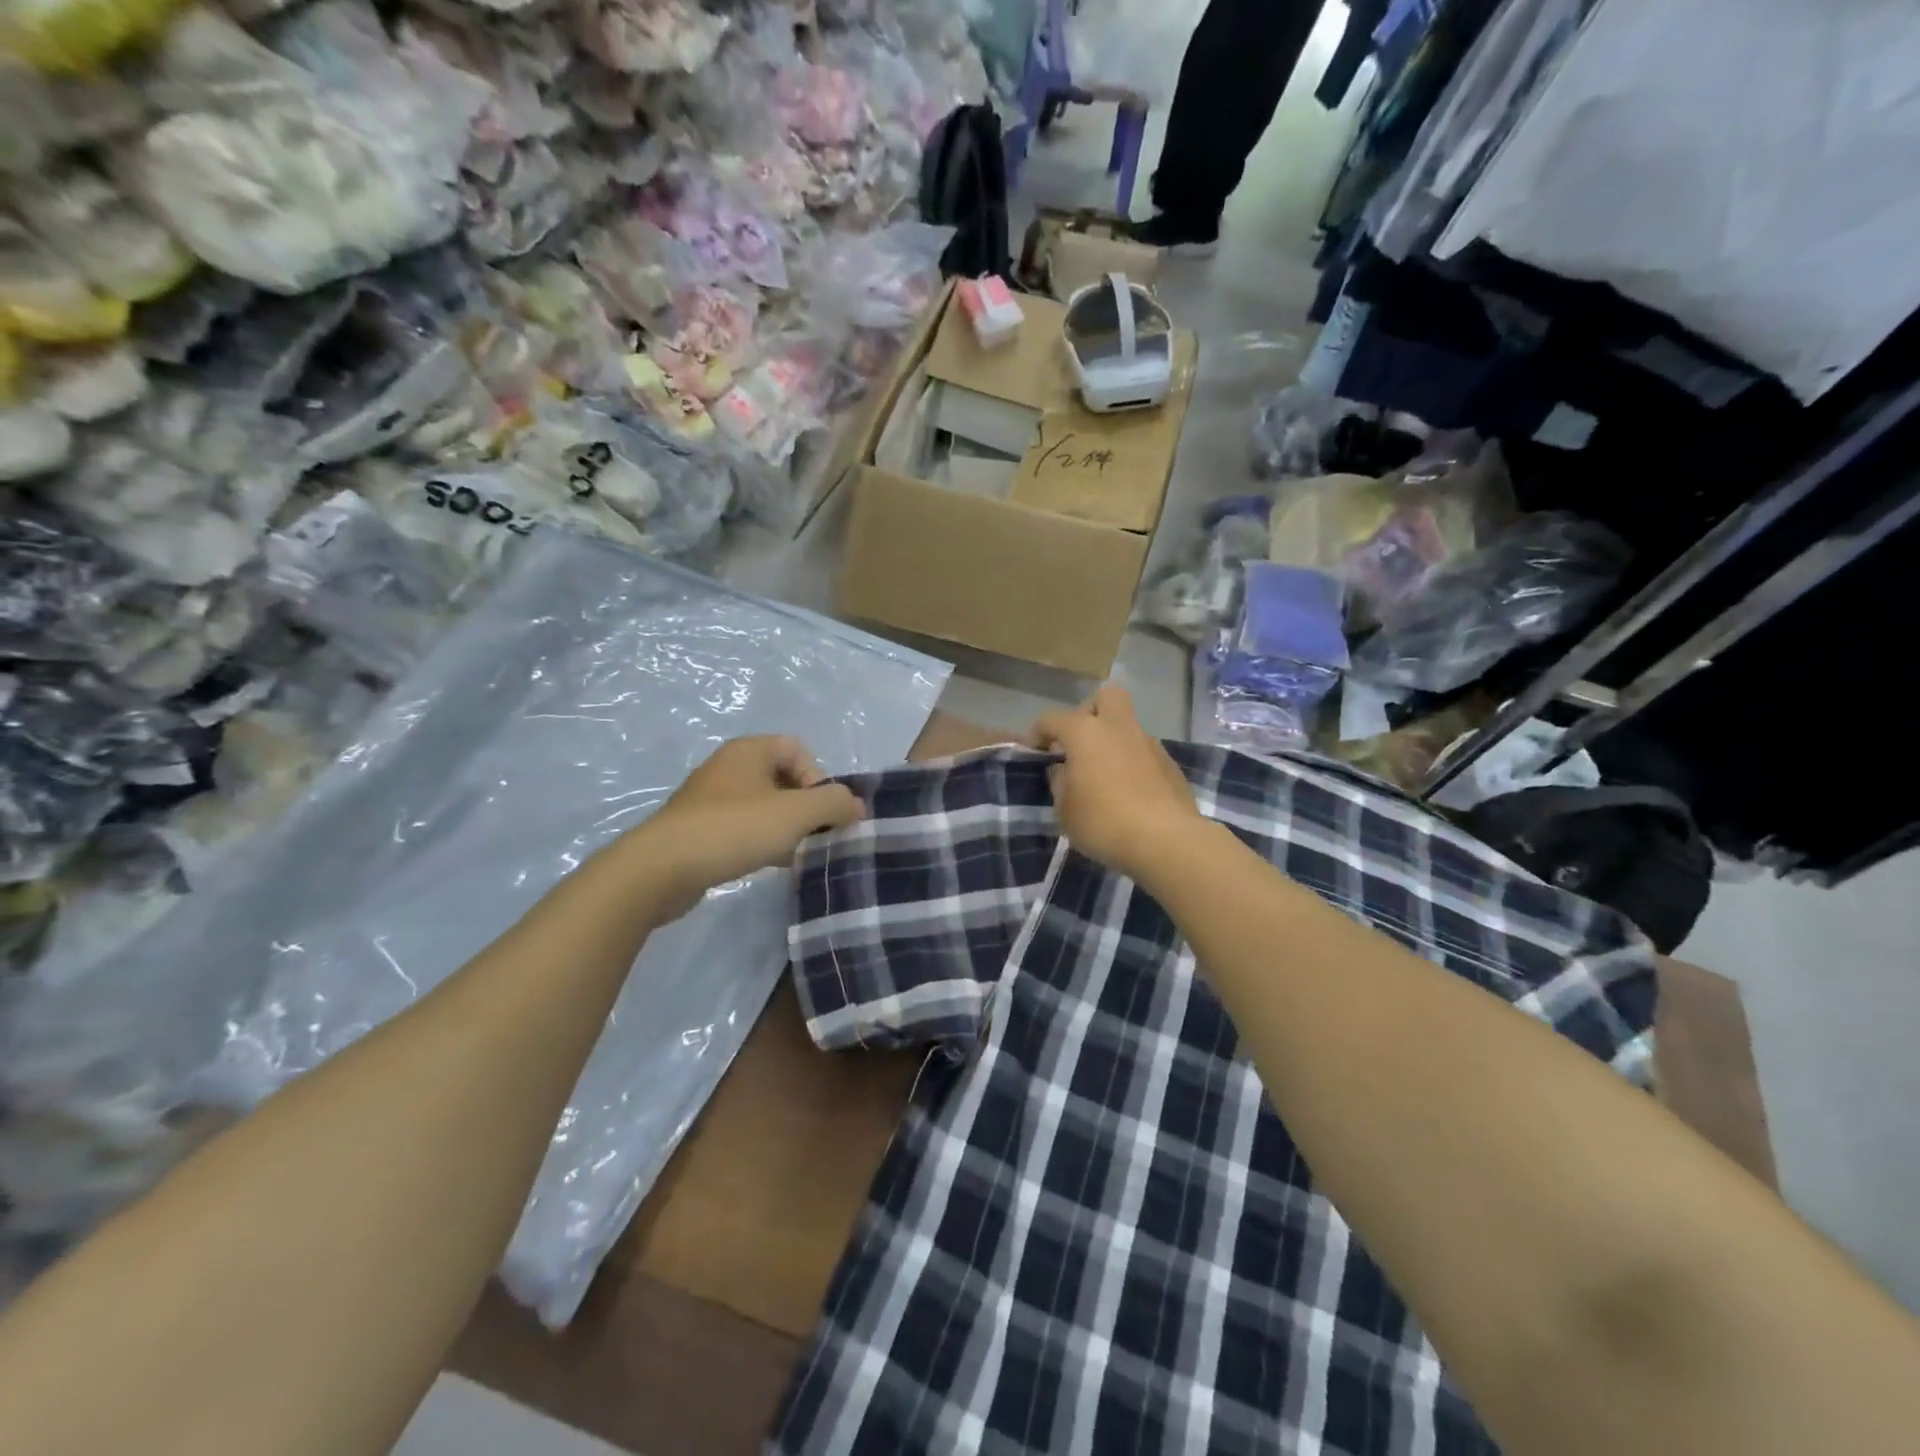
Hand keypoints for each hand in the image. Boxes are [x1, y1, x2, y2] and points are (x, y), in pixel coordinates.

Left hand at [624, 736, 862, 921]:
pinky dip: (760, 841)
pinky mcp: (698, 828)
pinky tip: (766, 864)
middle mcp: (729, 766)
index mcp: (749, 750)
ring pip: (763, 805)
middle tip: (813, 836)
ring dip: (785, 827)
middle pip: (783, 778)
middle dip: (805, 807)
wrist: (661, 868)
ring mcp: (710, 798)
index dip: (818, 779)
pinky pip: (742, 827)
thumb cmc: (734, 829)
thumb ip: (834, 803)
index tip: (820, 813)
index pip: (798, 750)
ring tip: (793, 854)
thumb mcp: (796, 814)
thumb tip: (856, 805)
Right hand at [1032, 686, 1200, 882]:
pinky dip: (1133, 765)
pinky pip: (1145, 754)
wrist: (1166, 841)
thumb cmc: (1103, 822)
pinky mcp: (1171, 765)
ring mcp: (1149, 744)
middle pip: (1106, 696)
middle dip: (1090, 712)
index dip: (1038, 733)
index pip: (1052, 719)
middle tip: (1080, 742)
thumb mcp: (1065, 810)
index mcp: (1085, 732)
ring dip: (1113, 742)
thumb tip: (1063, 770)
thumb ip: (1059, 783)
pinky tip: (1129, 793)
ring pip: (1128, 727)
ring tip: (1104, 777)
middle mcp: (1119, 728)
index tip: (1035, 752)